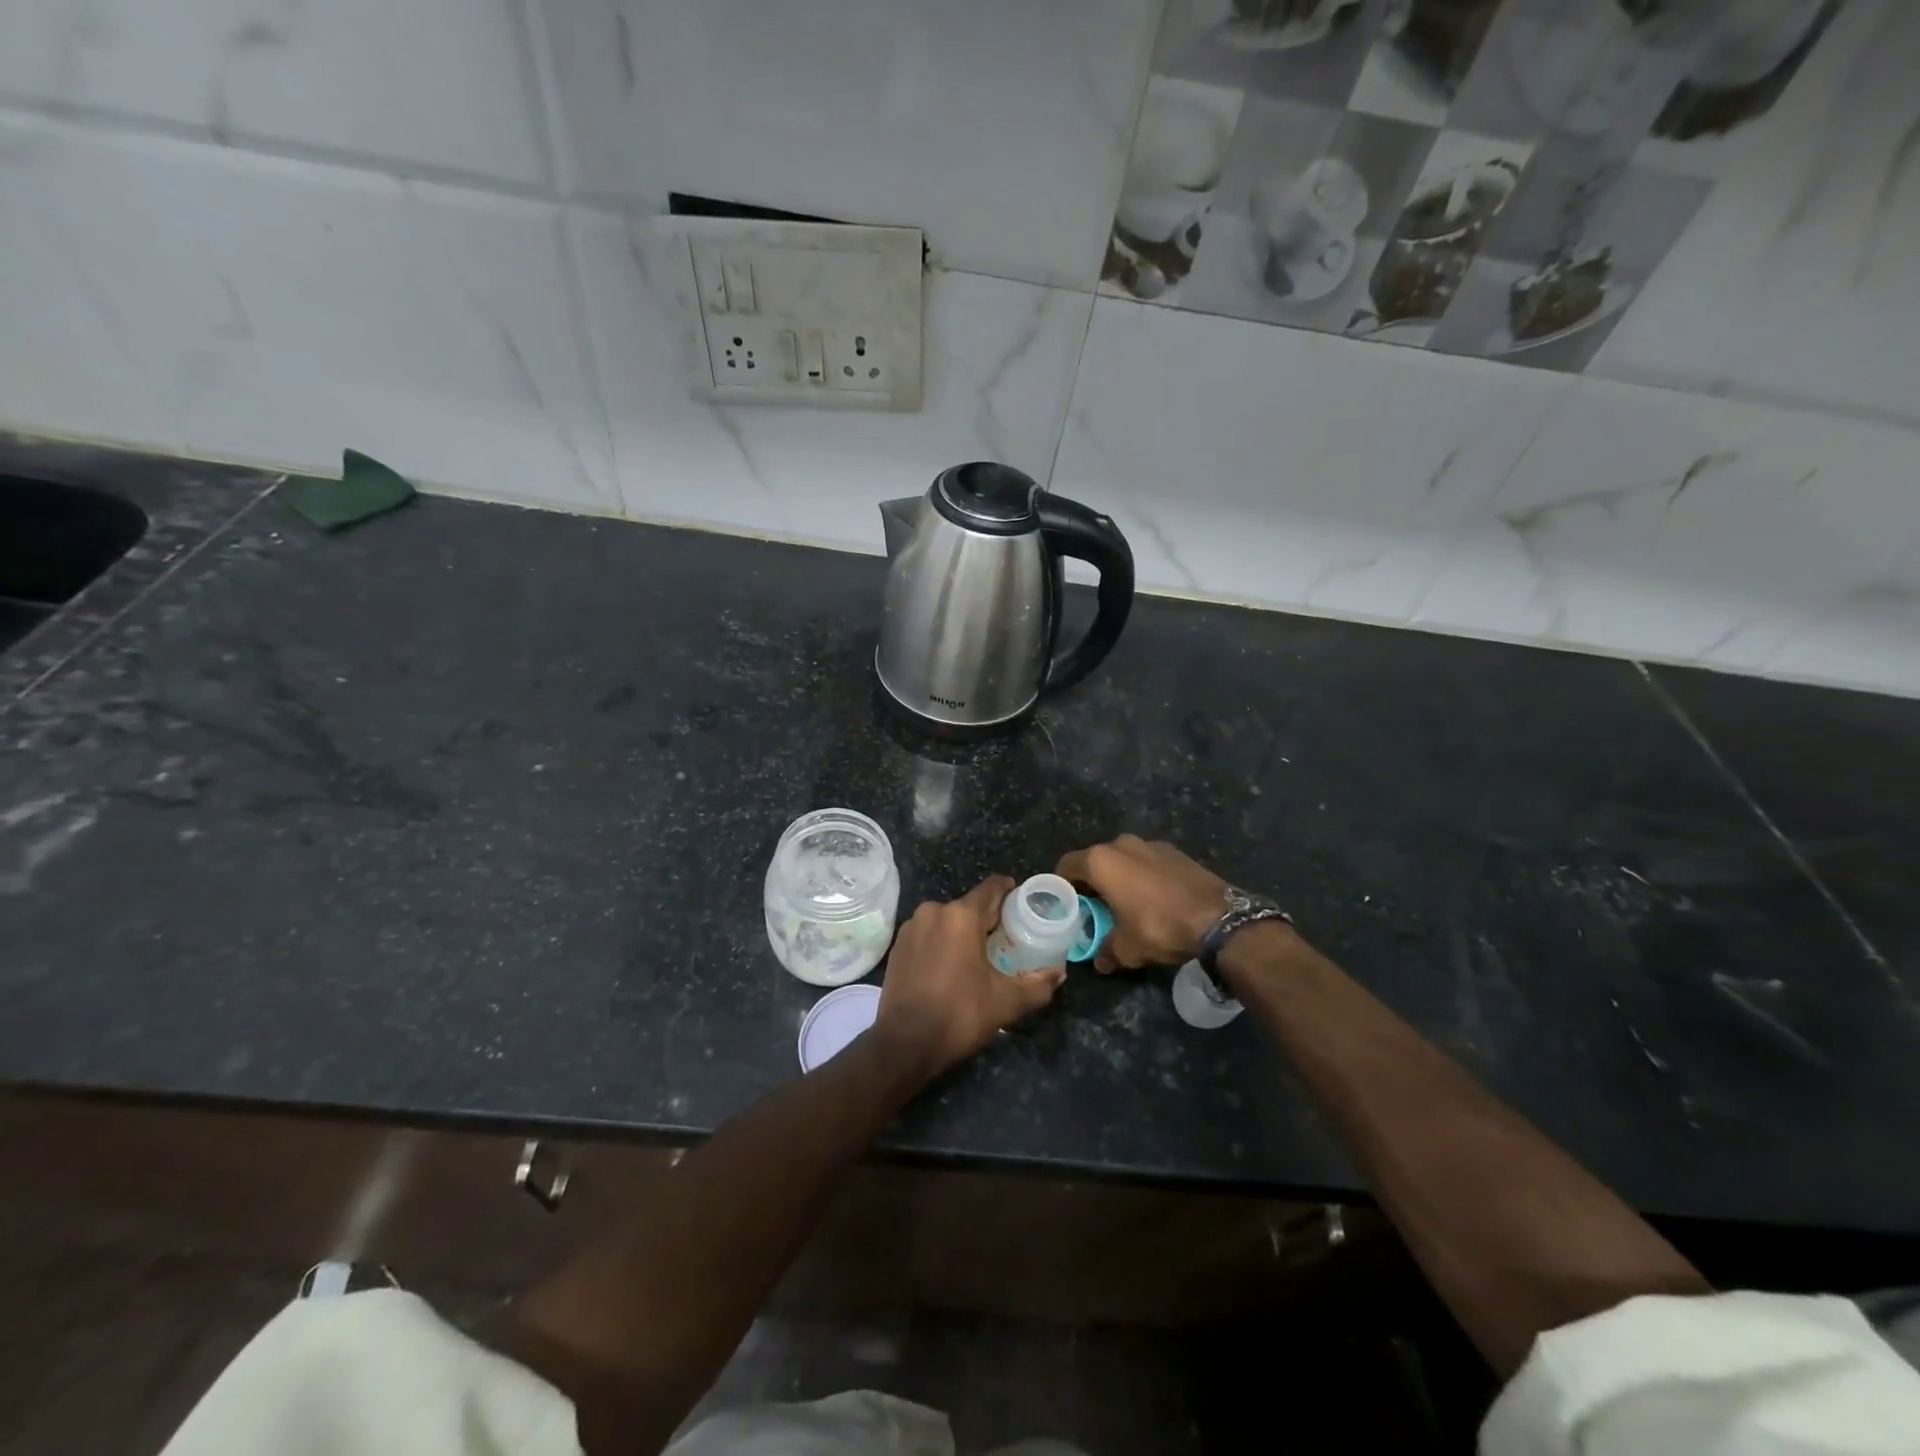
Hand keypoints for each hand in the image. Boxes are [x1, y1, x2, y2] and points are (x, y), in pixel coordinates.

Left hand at [874, 876, 1065, 1077]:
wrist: (905, 1043)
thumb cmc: (960, 1014)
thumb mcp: (1007, 1002)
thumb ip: (1037, 985)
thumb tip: (1058, 974)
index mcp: (961, 915)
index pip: (992, 887)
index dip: (1011, 892)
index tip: (1024, 906)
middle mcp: (933, 911)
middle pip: (970, 905)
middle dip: (989, 919)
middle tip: (1007, 939)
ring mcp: (911, 927)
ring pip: (947, 920)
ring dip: (963, 932)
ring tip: (979, 955)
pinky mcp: (897, 946)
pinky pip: (928, 934)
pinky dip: (942, 943)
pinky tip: (951, 966)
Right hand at [1055, 835, 1228, 972]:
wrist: (1218, 918)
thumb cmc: (1159, 926)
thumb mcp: (1128, 948)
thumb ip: (1107, 951)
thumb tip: (1100, 962)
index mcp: (1101, 861)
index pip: (1067, 866)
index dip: (1062, 885)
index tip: (1067, 904)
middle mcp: (1121, 845)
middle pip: (1095, 860)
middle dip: (1092, 882)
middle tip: (1095, 907)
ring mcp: (1150, 844)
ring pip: (1123, 859)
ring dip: (1119, 877)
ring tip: (1126, 903)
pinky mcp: (1174, 851)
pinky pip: (1147, 862)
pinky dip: (1144, 876)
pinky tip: (1154, 898)